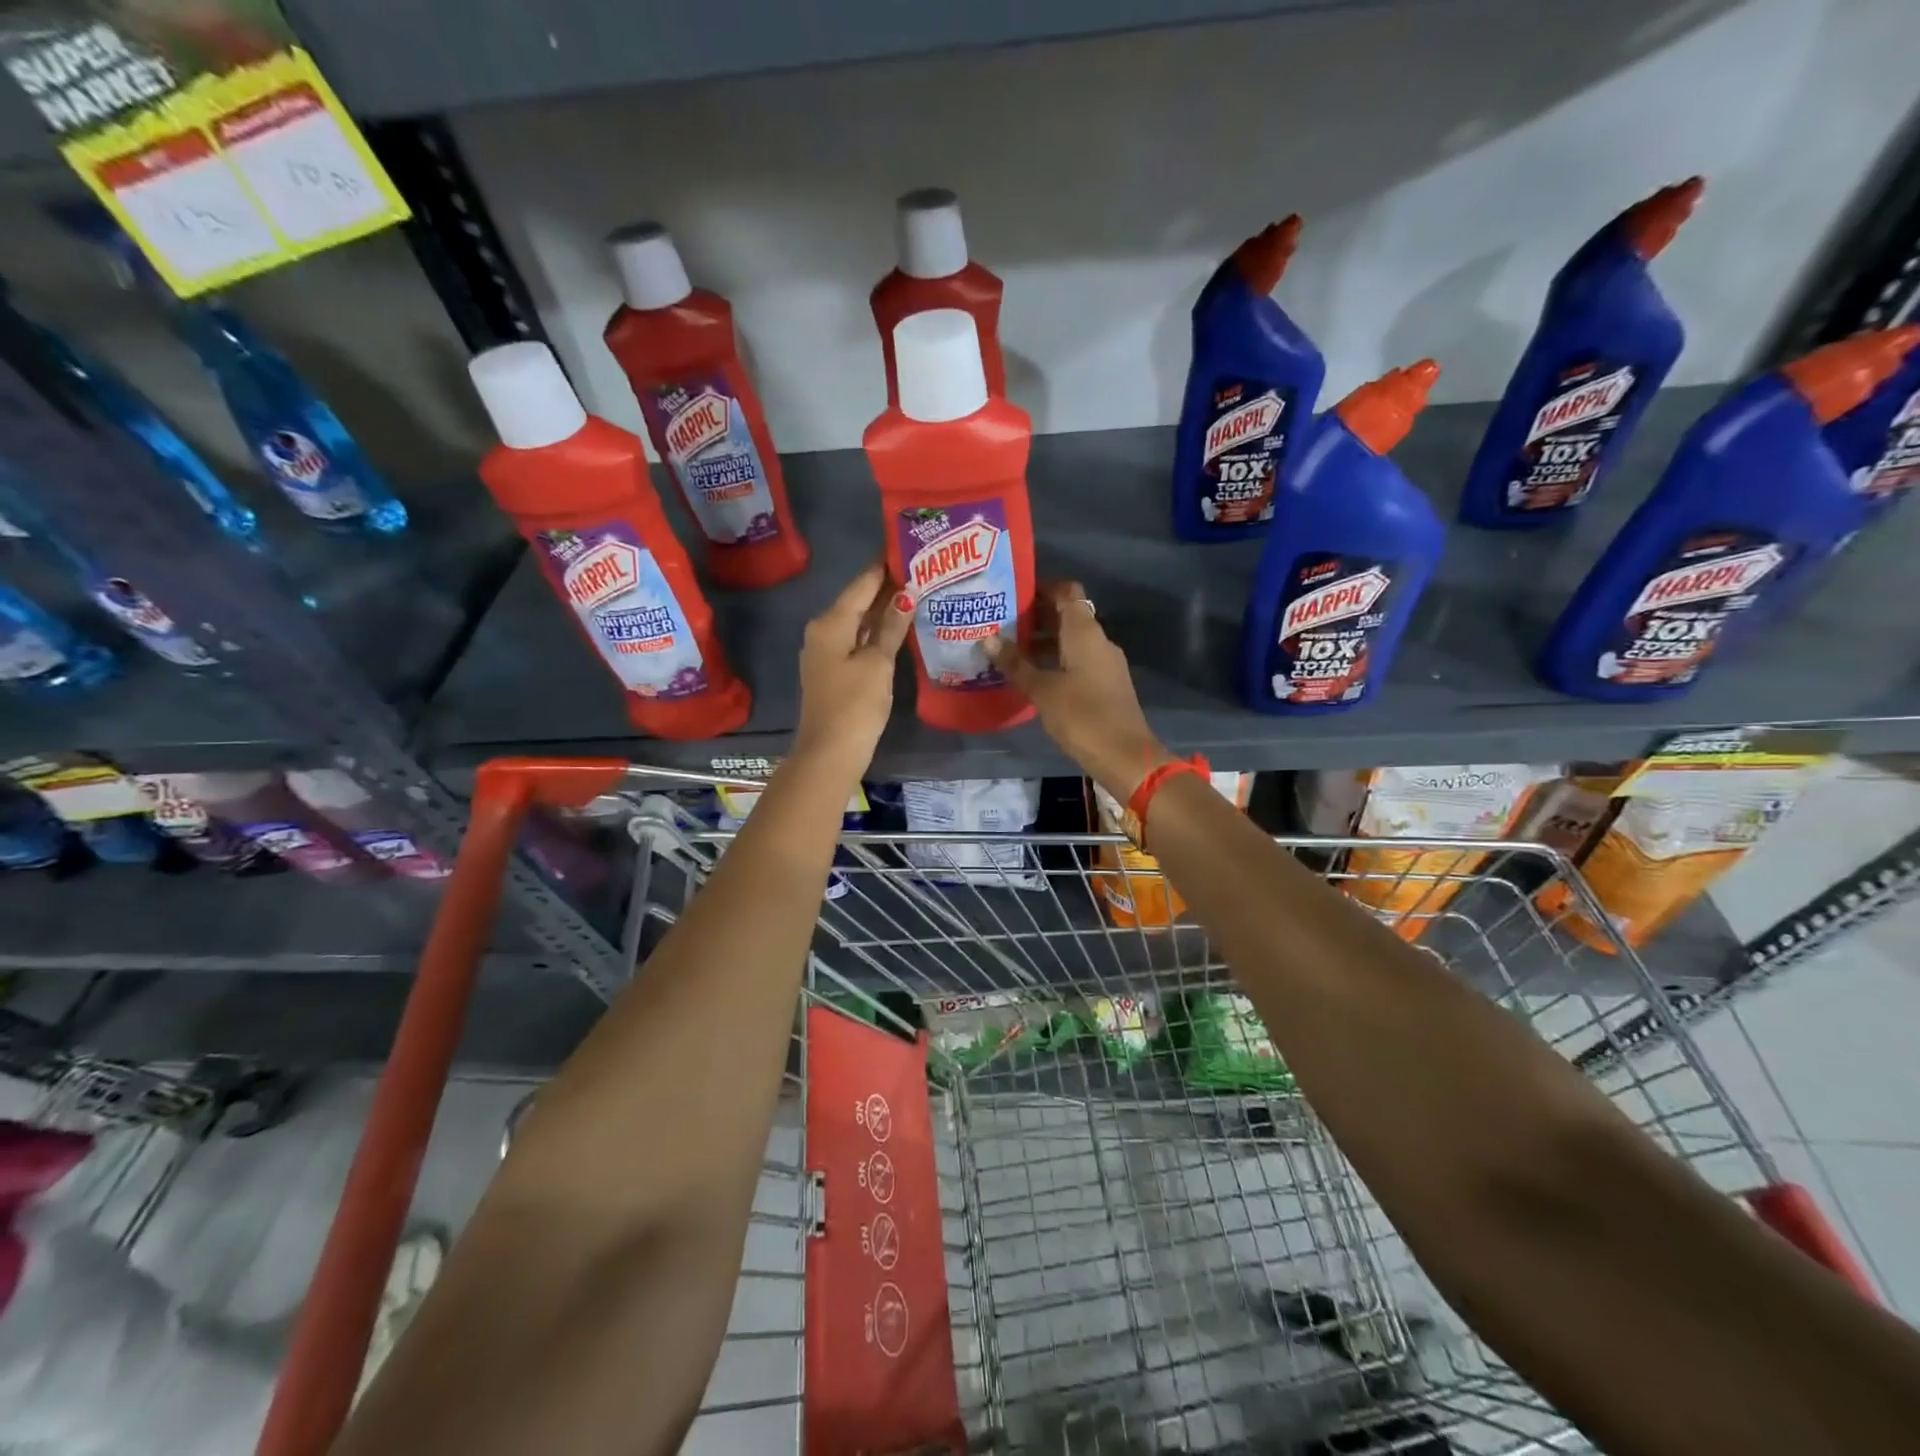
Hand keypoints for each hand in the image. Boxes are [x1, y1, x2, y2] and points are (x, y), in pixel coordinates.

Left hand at [793, 561, 912, 776]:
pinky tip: (899, 628)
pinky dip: (877, 632)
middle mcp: (823, 630)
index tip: (909, 547)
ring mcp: (826, 652)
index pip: (862, 583)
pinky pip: (857, 640)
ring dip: (884, 610)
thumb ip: (891, 627)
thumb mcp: (878, 663)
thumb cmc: (855, 705)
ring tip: (917, 593)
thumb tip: (905, 594)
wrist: (830, 752)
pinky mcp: (833, 670)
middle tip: (922, 570)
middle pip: (858, 600)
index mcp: (830, 622)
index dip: (885, 566)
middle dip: (887, 587)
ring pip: (858, 621)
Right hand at [990, 581, 1171, 799]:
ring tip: (1009, 650)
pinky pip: (1077, 660)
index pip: (1067, 591)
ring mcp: (1104, 663)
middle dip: (1035, 617)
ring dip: (1043, 641)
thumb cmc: (1082, 716)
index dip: (1042, 587)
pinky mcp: (1105, 684)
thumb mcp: (1042, 690)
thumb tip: (987, 639)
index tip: (1013, 593)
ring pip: (1071, 640)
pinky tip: (1032, 676)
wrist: (1124, 755)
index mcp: (1084, 632)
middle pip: (1067, 615)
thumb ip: (1015, 663)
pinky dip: (1055, 660)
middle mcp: (1098, 640)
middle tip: (1000, 623)